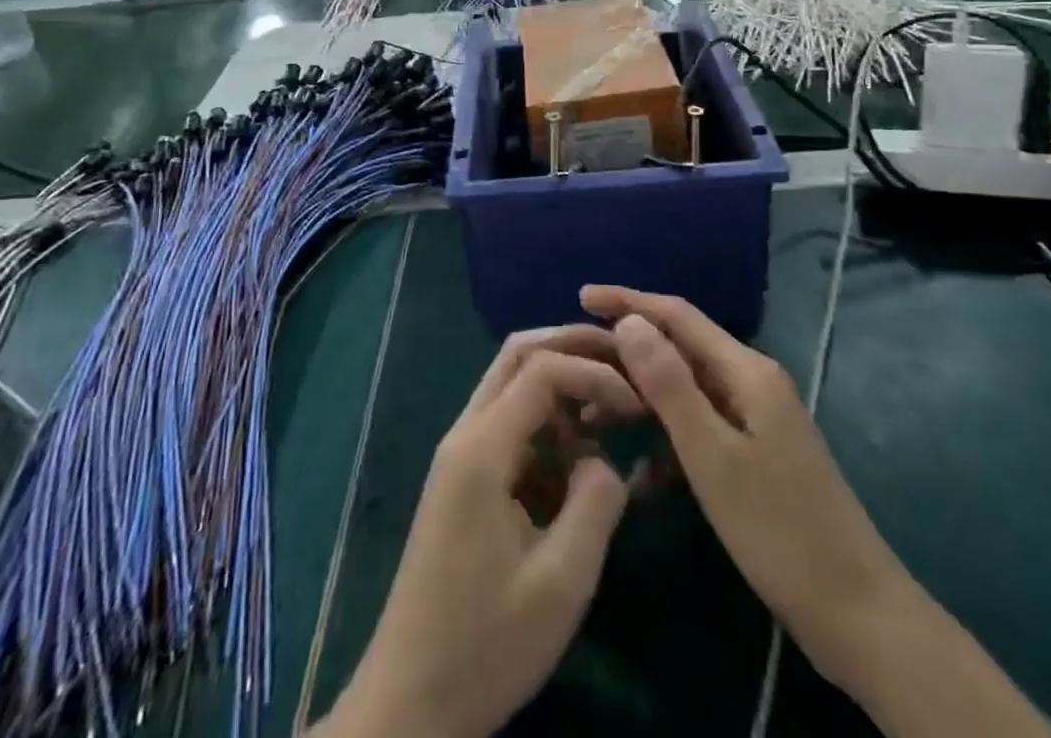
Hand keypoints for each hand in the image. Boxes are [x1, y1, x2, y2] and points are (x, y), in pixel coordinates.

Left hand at [313, 326, 643, 737]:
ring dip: (561, 385)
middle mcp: (465, 434)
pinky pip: (509, 426)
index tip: (640, 401)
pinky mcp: (465, 480)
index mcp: (480, 448)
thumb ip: (596, 503)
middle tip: (626, 364)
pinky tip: (580, 456)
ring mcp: (461, 455)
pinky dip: (548, 424)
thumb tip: (606, 460)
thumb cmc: (485, 644)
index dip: (594, 373)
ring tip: (611, 409)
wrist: (410, 701)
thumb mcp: (560, 582)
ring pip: (512, 386)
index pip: (541, 370)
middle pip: (518, 357)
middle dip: (573, 349)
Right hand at [581, 286, 1050, 737]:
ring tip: (593, 419)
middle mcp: (752, 382)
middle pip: (680, 349)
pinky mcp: (756, 454)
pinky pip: (699, 429)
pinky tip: (640, 477)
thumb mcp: (713, 456)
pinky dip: (667, 442)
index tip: (581, 296)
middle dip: (628, 353)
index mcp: (747, 371)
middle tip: (577, 364)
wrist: (858, 615)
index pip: (677, 315)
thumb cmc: (779, 530)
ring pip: (685, 391)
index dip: (628, 301)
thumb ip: (669, 385)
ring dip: (642, 400)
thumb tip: (629, 321)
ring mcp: (756, 419)